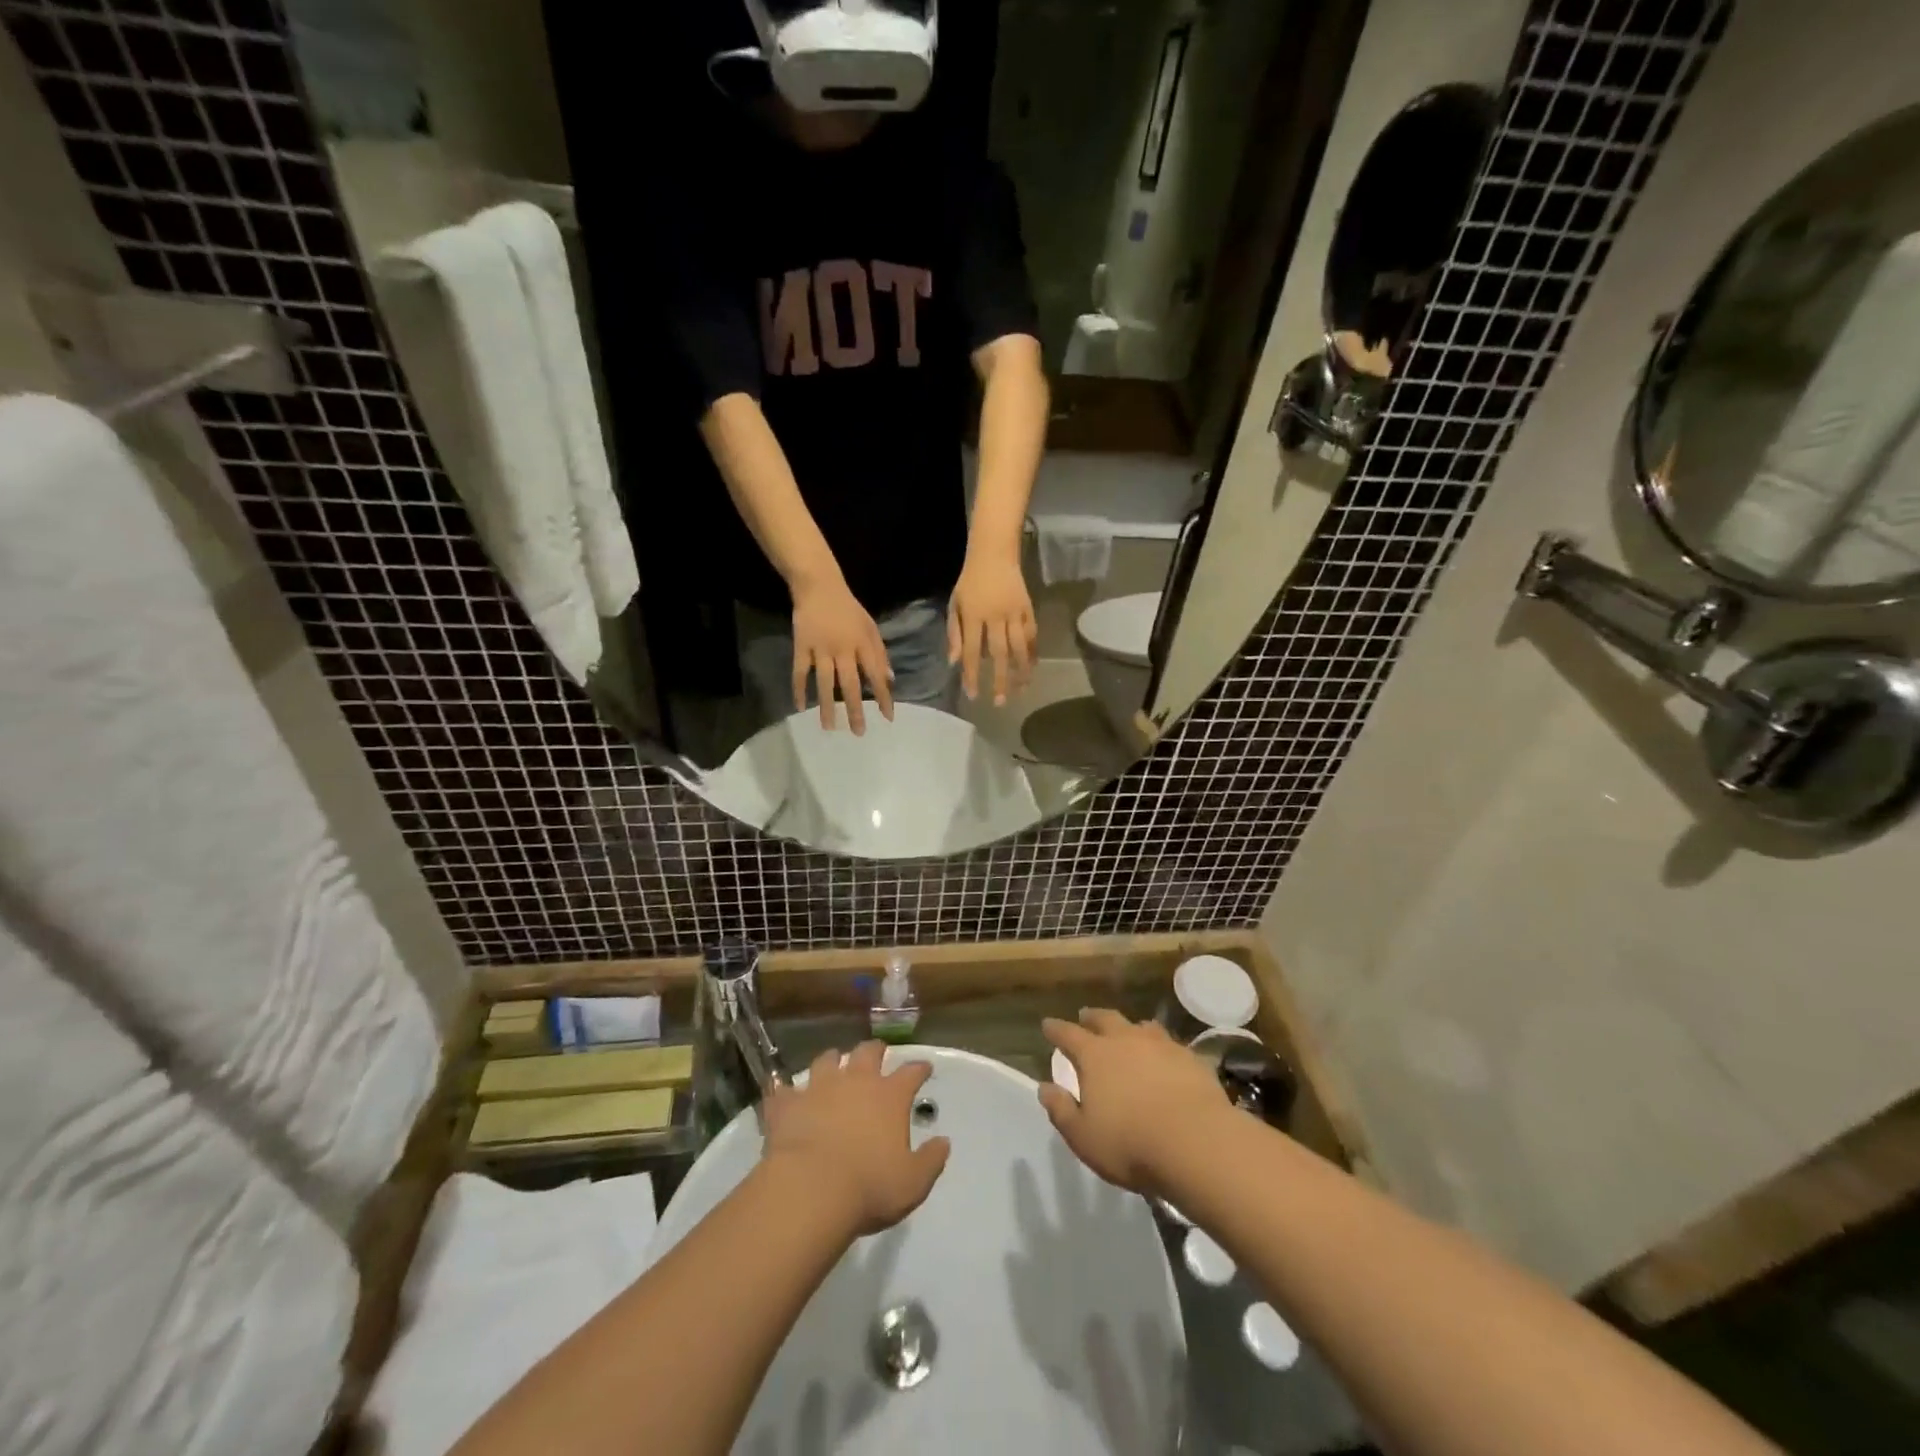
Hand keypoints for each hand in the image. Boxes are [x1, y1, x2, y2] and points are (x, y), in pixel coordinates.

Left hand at [761, 1042, 951, 1236]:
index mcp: (889, 1096)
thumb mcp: (913, 1183)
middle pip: (867, 1052)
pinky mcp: (788, 1104)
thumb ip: (931, 1160)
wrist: (811, 1190)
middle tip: (877, 1052)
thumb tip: (944, 1142)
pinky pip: (784, 1089)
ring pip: (827, 1060)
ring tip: (833, 1063)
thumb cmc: (870, 1187)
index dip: (919, 1068)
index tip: (924, 1067)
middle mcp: (856, 1081)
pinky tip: (781, 1090)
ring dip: (832, 1060)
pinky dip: (785, 1090)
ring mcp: (819, 1088)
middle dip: (875, 1049)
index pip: (911, 1072)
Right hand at [790, 574, 893, 733]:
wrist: (819, 586)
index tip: (888, 717)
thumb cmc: (848, 609)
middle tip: (859, 733)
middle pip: (850, 684)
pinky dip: (799, 689)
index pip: (875, 675)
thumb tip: (890, 680)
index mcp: (863, 643)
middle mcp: (843, 648)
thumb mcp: (870, 627)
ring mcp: (820, 648)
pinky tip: (801, 707)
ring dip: (827, 706)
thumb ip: (880, 654)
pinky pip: (799, 671)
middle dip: (855, 709)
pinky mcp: (801, 646)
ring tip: (829, 728)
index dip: (883, 696)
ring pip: (825, 682)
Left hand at [947, 548, 1035, 706]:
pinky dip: (1033, 652)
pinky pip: (1032, 634)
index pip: (973, 651)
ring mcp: (1015, 612)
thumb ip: (954, 634)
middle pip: (999, 654)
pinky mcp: (1028, 608)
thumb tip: (954, 663)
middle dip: (1000, 680)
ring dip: (1021, 671)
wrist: (994, 554)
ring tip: (1021, 691)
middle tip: (999, 702)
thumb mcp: (955, 605)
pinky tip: (1032, 667)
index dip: (973, 674)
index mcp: (974, 616)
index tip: (973, 695)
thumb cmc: (969, 582)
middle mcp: (996, 616)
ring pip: (1020, 647)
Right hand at [1039, 1009, 1229, 1195]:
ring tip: (1127, 1032)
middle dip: (1091, 1018)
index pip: (1068, 1034)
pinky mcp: (1190, 1058)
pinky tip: (1165, 1058)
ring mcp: (1161, 1045)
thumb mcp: (1083, 1136)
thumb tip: (1044, 1087)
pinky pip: (1170, 1044)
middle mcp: (1126, 1040)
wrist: (1197, 1144)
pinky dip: (1160, 1047)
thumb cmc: (1130, 1144)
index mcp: (1095, 1056)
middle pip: (1105, 1019)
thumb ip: (1061, 1109)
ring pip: (1140, 1026)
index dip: (1056, 1030)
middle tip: (1084, 1016)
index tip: (1047, 1025)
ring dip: (1129, 1028)